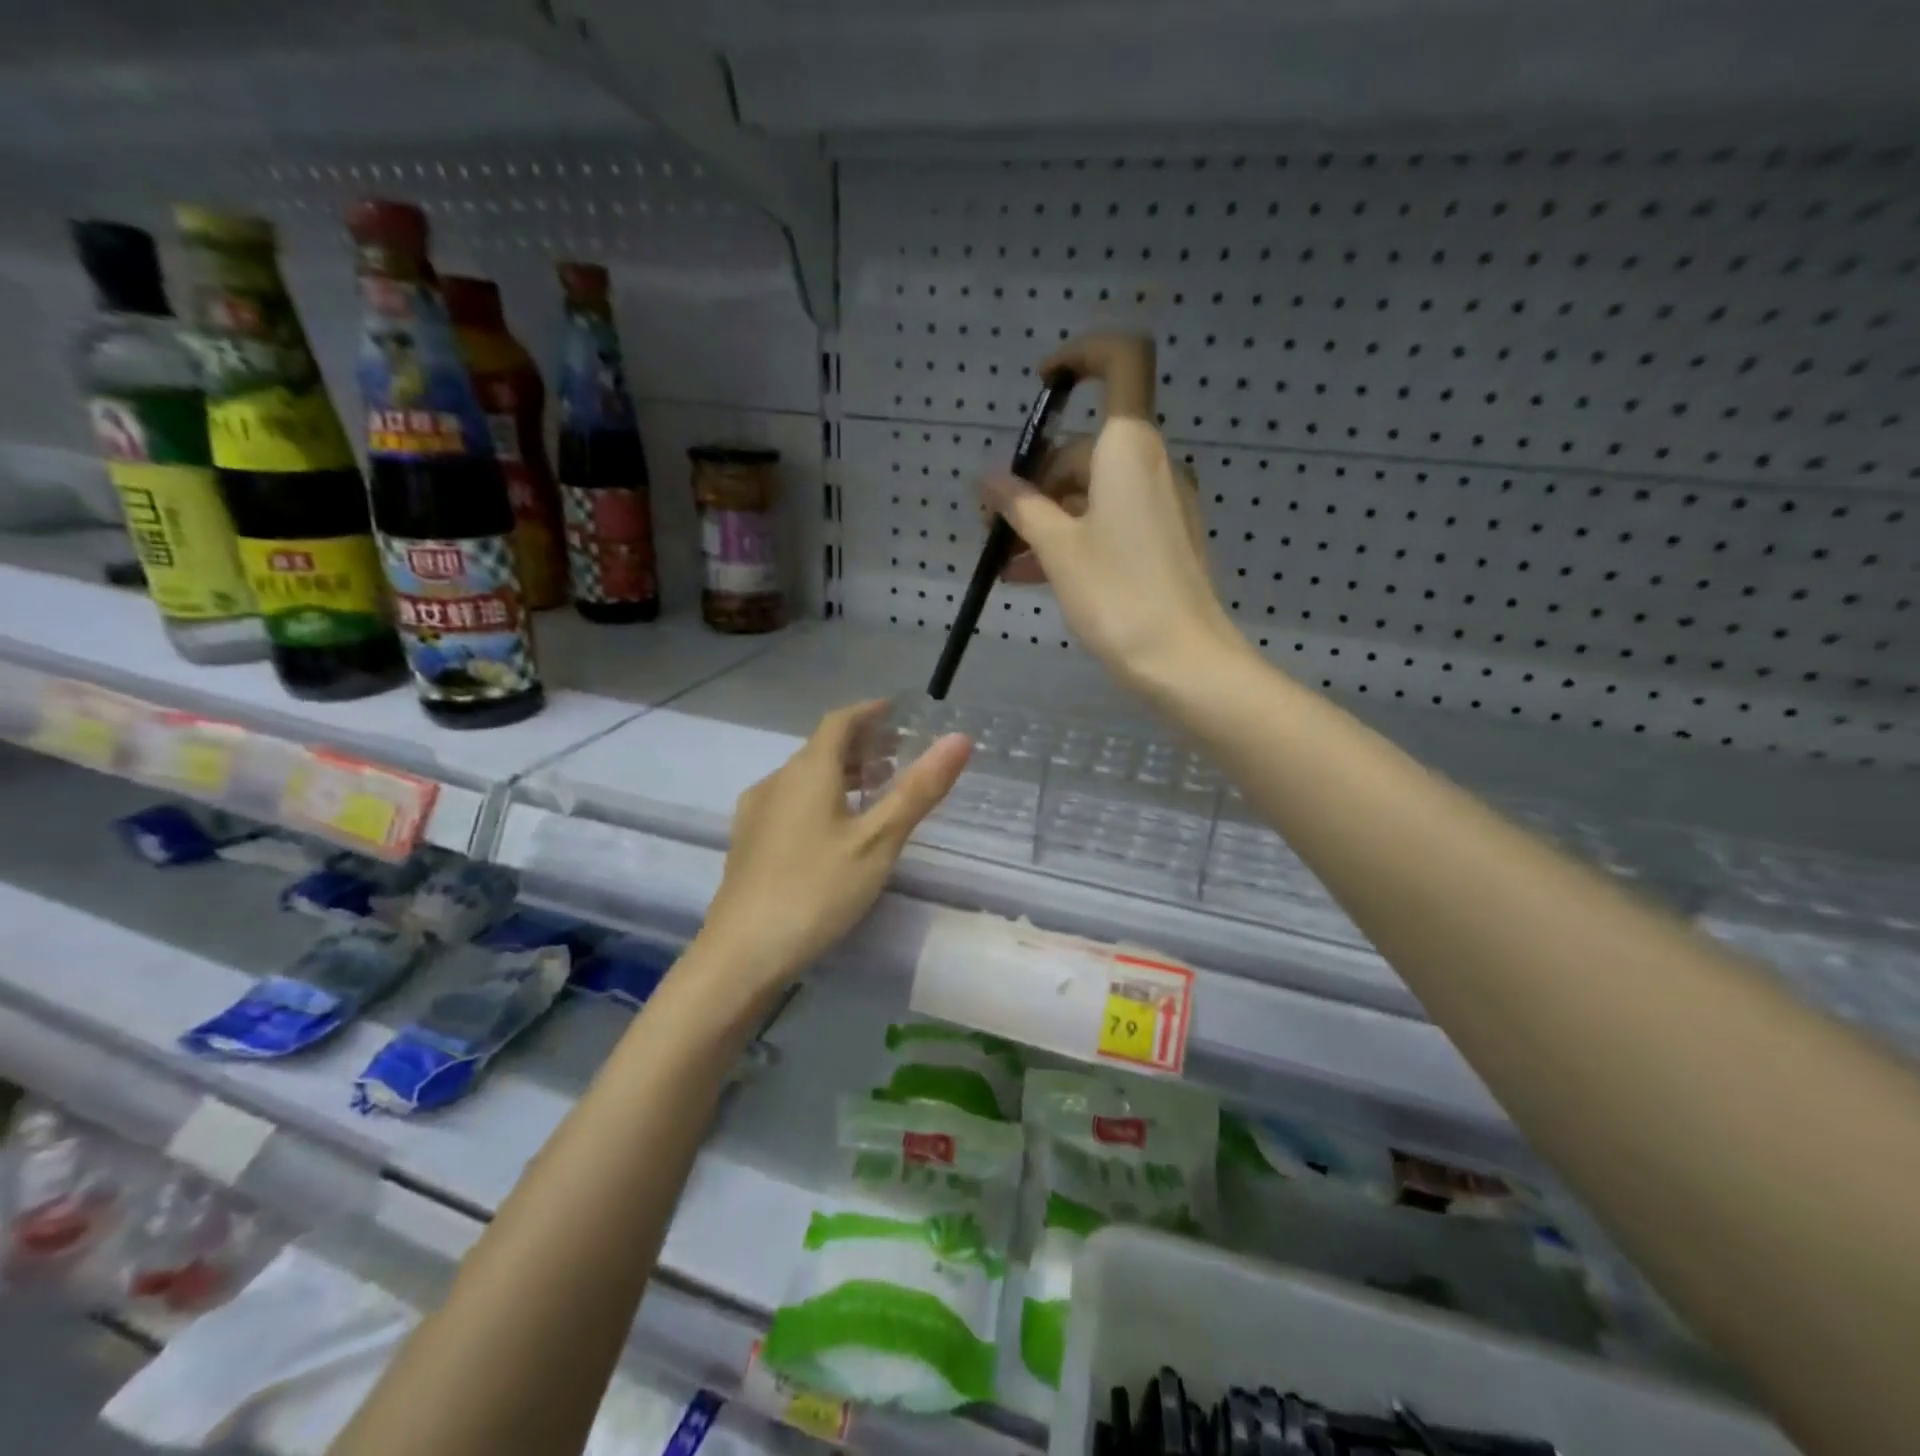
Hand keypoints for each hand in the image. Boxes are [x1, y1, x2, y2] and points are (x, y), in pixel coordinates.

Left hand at [698, 702, 970, 993]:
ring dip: (842, 773)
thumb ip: (918, 789)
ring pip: (805, 777)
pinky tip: (835, 828)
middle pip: (821, 748)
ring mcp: (757, 812)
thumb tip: (959, 738)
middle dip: (861, 744)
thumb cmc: (817, 890)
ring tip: (876, 788)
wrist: (741, 953)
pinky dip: (821, 797)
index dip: (869, 712)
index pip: (839, 722)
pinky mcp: (749, 842)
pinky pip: (791, 801)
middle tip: (898, 753)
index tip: (896, 712)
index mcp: (808, 772)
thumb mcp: (878, 841)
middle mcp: (777, 781)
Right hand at [983, 335, 1244, 693]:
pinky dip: (1072, 536)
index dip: (1081, 354)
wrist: (1183, 660)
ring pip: (1091, 491)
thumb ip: (1021, 508)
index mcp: (1129, 448)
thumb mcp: (1058, 550)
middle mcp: (1150, 464)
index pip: (1121, 359)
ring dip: (1046, 518)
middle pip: (1086, 448)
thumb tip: (989, 482)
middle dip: (1035, 481)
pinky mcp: (1163, 538)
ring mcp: (1161, 503)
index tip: (1042, 386)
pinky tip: (1035, 574)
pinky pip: (1109, 520)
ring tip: (1006, 563)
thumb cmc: (1118, 594)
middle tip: (994, 525)